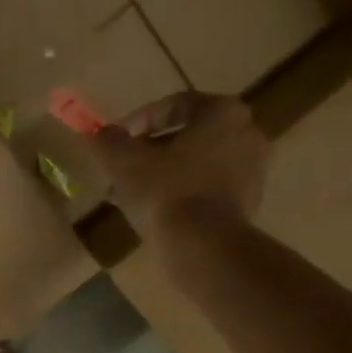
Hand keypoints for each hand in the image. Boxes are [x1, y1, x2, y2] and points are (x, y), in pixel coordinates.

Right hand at [90, 91, 268, 237]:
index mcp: (223, 112)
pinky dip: (181, 196)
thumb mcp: (124, 162)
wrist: (203, 246)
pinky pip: (206, 190)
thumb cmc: (165, 192)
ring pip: (195, 166)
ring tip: (130, 196)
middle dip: (150, 153)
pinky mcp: (247, 204)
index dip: (139, 121)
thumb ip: (109, 141)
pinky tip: (153, 214)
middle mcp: (246, 134)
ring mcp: (252, 172)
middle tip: (122, 170)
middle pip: (187, 138)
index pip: (175, 105)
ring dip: (162, 177)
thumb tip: (100, 133)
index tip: (117, 141)